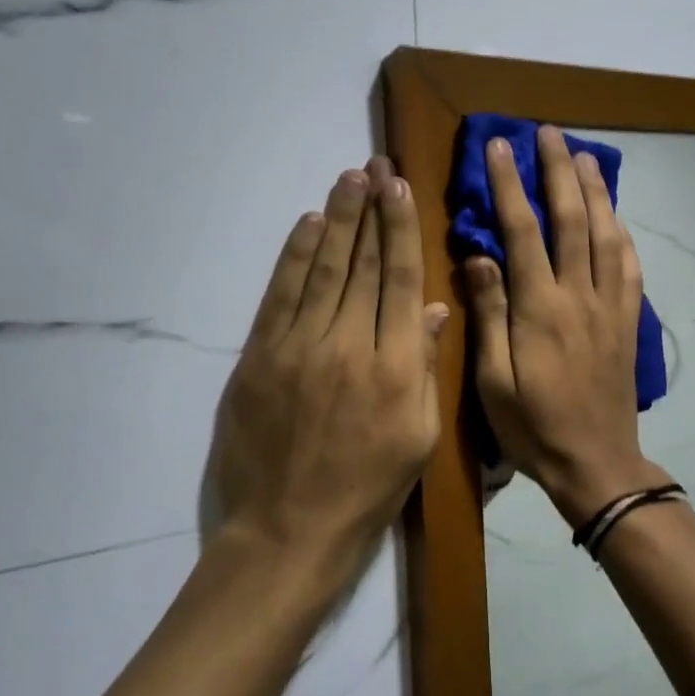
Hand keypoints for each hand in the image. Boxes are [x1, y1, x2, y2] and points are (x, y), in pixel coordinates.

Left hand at [208, 158, 449, 580]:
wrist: (289, 529)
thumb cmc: (369, 488)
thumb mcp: (420, 436)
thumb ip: (426, 367)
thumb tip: (435, 308)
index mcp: (396, 365)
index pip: (401, 279)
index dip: (401, 228)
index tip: (400, 188)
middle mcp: (349, 344)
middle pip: (362, 264)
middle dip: (369, 210)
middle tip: (373, 166)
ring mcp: (299, 347)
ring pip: (322, 269)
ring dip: (335, 219)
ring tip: (345, 180)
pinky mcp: (259, 357)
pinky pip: (279, 295)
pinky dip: (293, 257)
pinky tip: (306, 225)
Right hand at [465, 127, 671, 526]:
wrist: (595, 462)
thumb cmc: (533, 426)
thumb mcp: (493, 380)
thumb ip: (489, 314)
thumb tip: (480, 255)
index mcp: (540, 308)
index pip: (522, 231)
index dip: (509, 184)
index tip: (499, 147)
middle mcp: (579, 296)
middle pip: (571, 218)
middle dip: (557, 170)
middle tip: (547, 132)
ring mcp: (610, 306)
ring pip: (606, 233)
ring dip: (595, 190)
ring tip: (583, 155)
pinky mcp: (629, 320)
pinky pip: (630, 266)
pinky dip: (621, 232)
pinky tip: (614, 215)